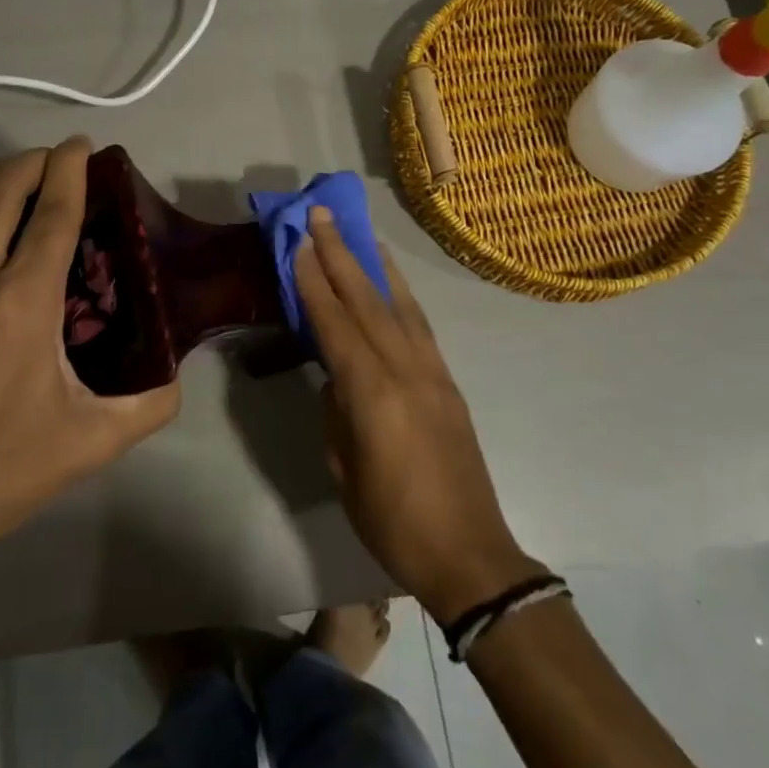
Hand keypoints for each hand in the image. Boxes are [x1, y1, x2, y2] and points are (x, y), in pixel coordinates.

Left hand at [0, 137, 180, 563]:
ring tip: (22, 184)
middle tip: (58, 161)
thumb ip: (149, 404)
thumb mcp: (91, 443)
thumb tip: (176, 374)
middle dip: (31, 162)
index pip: (50, 215)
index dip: (70, 172)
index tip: (83, 147)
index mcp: (20, 306)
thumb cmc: (1, 471)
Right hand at [294, 207, 542, 622]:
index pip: (335, 324)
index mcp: (372, 394)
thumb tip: (337, 374)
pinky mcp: (447, 382)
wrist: (469, 553)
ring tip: (358, 231)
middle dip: (341, 254)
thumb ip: (337, 411)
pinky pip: (419, 325)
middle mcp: (405, 370)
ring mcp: (432, 372)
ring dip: (374, 264)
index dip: (314, 281)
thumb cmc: (393, 521)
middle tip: (321, 214)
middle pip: (367, 300)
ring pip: (398, 304)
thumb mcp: (344, 468)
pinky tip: (391, 281)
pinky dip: (402, 294)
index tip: (299, 243)